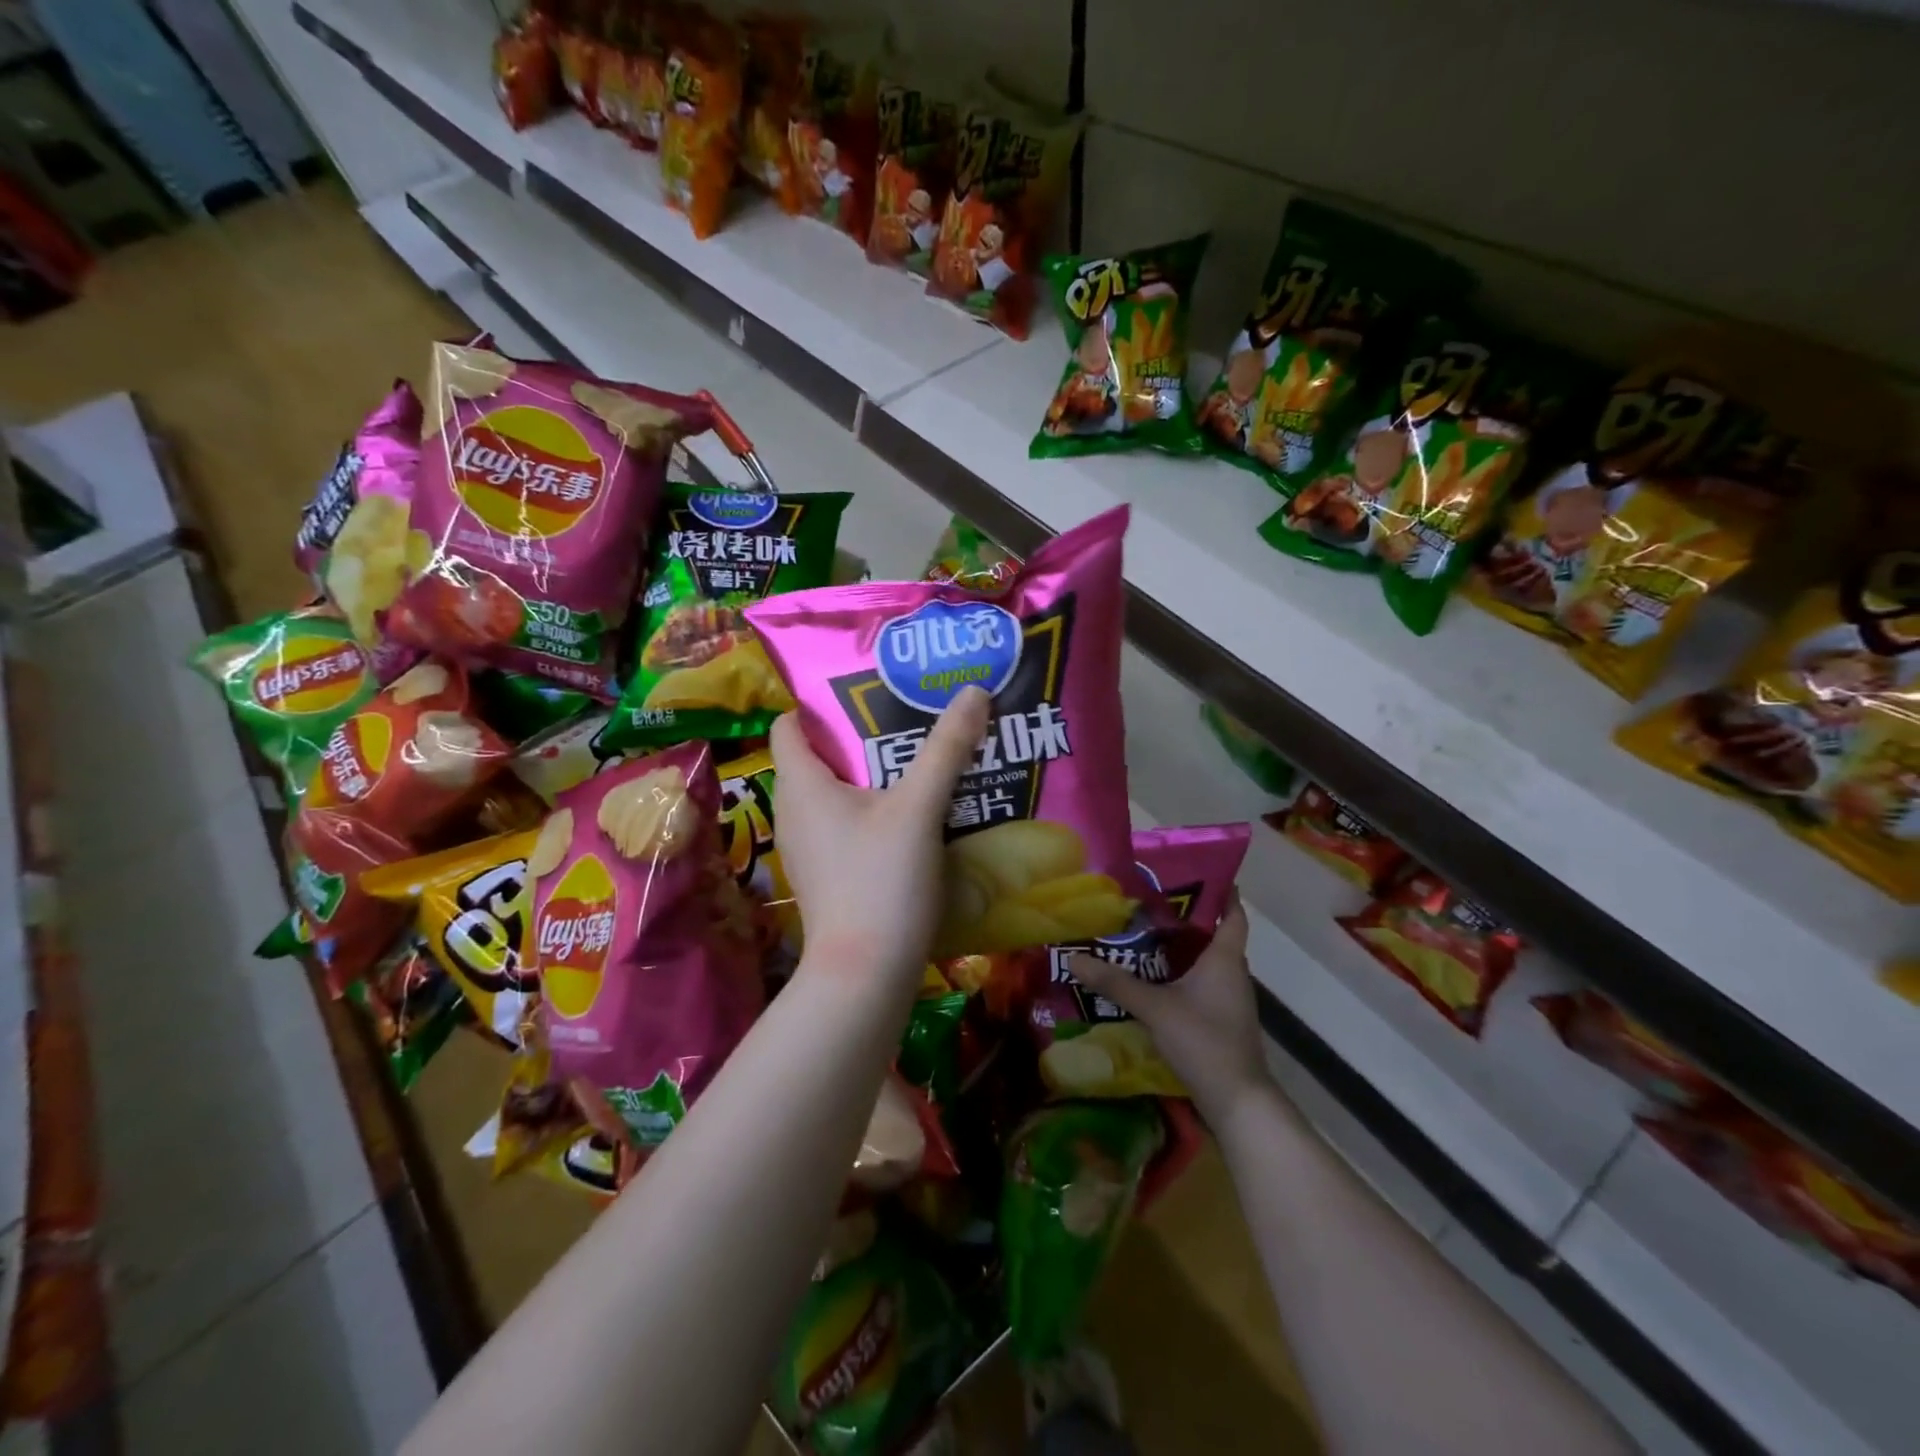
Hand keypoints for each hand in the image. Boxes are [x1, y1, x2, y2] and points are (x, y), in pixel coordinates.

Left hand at [771, 685, 990, 988]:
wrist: (865, 975)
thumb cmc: (880, 881)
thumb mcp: (919, 808)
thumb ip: (946, 749)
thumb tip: (973, 691)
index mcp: (801, 785)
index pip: (789, 725)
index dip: (820, 705)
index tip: (866, 693)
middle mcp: (794, 812)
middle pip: (818, 756)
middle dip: (860, 735)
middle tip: (907, 718)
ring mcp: (807, 847)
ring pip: (834, 793)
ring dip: (870, 774)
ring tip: (917, 760)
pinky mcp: (826, 874)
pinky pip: (844, 824)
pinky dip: (871, 810)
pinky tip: (912, 814)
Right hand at [1067, 893, 1265, 1123]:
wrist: (1237, 1102)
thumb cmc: (1204, 1041)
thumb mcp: (1155, 1007)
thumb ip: (1115, 982)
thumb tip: (1074, 957)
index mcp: (1225, 959)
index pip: (1232, 913)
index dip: (1221, 890)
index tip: (1197, 871)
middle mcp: (1231, 973)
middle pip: (1213, 935)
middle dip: (1185, 917)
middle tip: (1147, 900)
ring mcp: (1228, 999)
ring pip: (1205, 962)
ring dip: (1180, 948)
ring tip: (1141, 934)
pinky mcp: (1220, 1021)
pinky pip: (1200, 985)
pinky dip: (1178, 975)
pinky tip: (1150, 979)